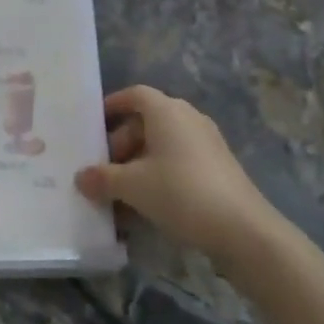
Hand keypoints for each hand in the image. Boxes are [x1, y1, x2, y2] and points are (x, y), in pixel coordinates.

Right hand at [77, 85, 277, 262]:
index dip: (113, 105)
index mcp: (167, 111)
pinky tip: (147, 205)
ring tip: (120, 193)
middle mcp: (188, 119)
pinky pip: (179, 162)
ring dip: (138, 164)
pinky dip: (159, 175)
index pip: (135, 94)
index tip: (93, 124)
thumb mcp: (132, 186)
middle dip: (121, 144)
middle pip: (146, 122)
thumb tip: (80, 177)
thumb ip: (102, 179)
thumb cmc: (181, 192)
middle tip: (103, 171)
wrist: (242, 229)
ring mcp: (206, 143)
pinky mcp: (217, 167)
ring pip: (162, 145)